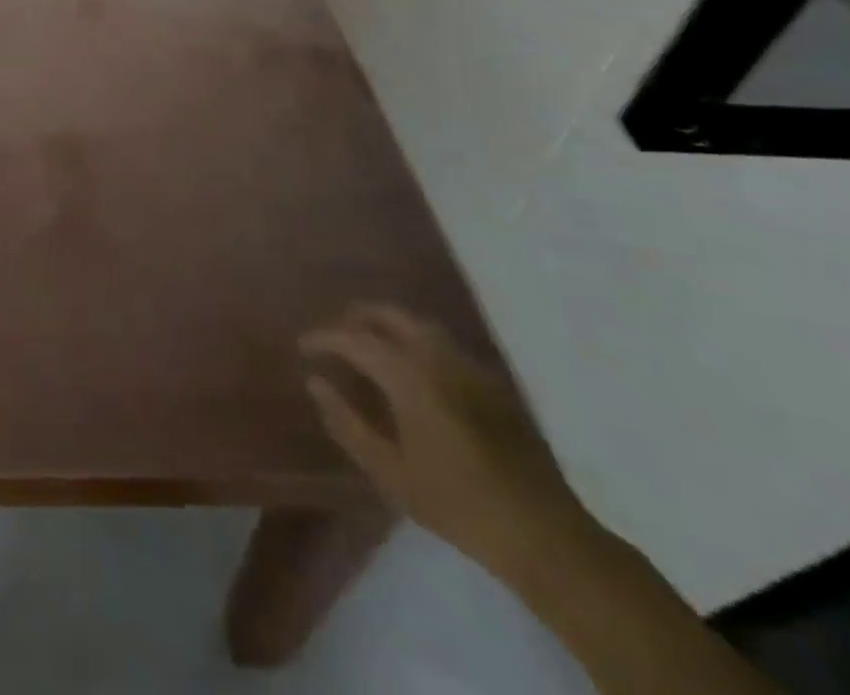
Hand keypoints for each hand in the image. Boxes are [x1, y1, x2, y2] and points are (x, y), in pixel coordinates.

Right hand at [301, 305, 588, 576]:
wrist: (544, 535)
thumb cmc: (457, 505)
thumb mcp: (390, 473)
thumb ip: (347, 423)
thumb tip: (316, 383)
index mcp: (410, 376)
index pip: (355, 338)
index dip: (325, 338)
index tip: (304, 347)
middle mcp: (438, 358)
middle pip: (389, 315)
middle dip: (356, 317)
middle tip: (335, 335)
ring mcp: (470, 366)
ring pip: (419, 324)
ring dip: (387, 324)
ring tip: (368, 345)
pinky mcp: (492, 383)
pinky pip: (443, 344)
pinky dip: (415, 340)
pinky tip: (411, 370)